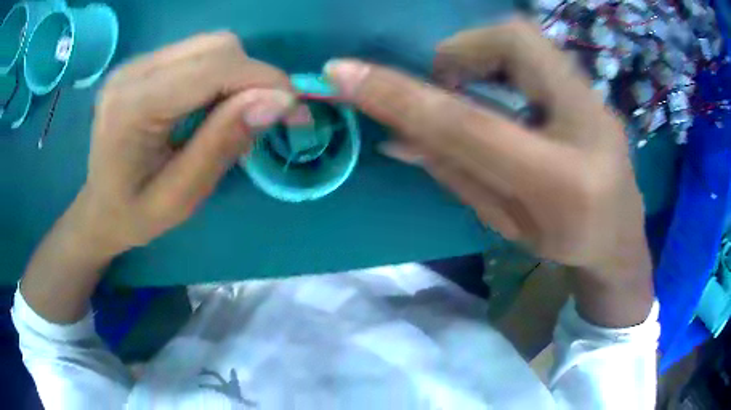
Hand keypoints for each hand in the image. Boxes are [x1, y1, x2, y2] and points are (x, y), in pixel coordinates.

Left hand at [78, 32, 297, 256]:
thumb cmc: (134, 216)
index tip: (295, 109)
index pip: (213, 68)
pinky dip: (221, 73)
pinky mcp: (143, 64)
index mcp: (132, 107)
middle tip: (267, 116)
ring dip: (238, 74)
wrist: (99, 209)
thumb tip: (278, 101)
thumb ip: (223, 143)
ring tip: (238, 112)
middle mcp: (132, 72)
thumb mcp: (181, 198)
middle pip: (216, 46)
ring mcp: (136, 63)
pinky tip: (214, 103)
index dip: (264, 80)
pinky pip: (197, 52)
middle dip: (254, 76)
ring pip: (211, 44)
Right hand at [325, 19, 647, 276]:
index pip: (470, 124)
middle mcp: (587, 125)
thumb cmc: (563, 244)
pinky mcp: (593, 92)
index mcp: (561, 181)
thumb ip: (453, 172)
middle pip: (513, 41)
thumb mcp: (505, 221)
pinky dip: (503, 61)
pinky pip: (539, 52)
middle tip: (442, 85)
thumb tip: (394, 137)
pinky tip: (503, 91)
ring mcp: (596, 101)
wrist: (619, 239)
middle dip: (460, 51)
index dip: (403, 96)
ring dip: (481, 54)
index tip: (345, 72)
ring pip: (526, 38)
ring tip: (470, 90)